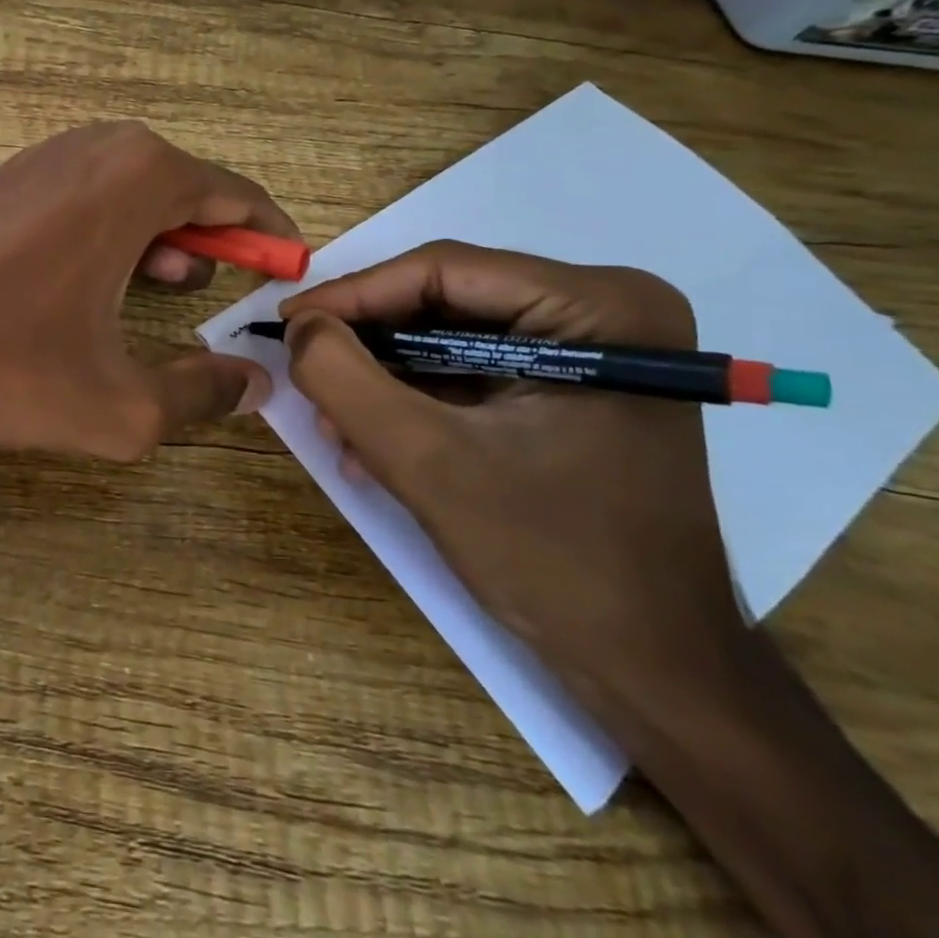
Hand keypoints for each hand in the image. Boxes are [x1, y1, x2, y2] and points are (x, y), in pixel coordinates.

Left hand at [0, 121, 288, 462]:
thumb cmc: (1, 361)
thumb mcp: (118, 405)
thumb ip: (200, 396)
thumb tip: (256, 384)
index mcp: (140, 177)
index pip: (234, 197)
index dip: (269, 238)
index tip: (288, 274)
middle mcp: (98, 147)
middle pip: (185, 189)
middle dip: (215, 241)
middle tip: (228, 292)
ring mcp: (47, 155)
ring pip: (134, 191)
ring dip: (163, 237)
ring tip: (171, 289)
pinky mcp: (10, 176)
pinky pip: (88, 195)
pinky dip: (113, 231)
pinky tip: (101, 281)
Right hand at [280, 241, 745, 713]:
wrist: (652, 667)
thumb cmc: (554, 559)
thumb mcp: (426, 463)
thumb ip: (344, 381)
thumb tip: (298, 326)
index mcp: (599, 307)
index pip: (443, 270)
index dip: (351, 294)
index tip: (286, 324)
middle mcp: (604, 310)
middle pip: (444, 301)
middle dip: (367, 345)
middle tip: (306, 375)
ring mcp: (591, 349)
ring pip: (447, 335)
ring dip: (382, 378)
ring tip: (334, 423)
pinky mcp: (572, 386)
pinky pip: (468, 369)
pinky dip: (414, 399)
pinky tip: (371, 441)